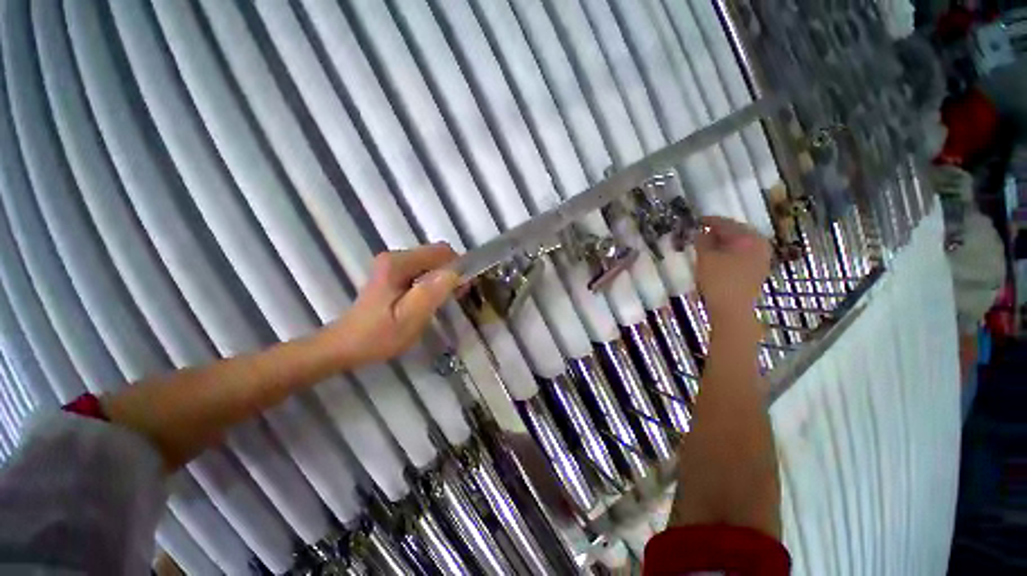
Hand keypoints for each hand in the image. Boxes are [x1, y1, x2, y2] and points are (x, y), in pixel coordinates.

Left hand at [325, 243, 459, 369]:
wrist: (347, 346)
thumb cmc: (378, 336)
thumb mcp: (409, 318)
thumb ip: (432, 293)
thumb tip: (456, 272)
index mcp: (398, 263)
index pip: (441, 252)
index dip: (458, 267)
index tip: (463, 289)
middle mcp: (396, 257)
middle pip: (437, 255)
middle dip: (452, 273)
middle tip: (455, 298)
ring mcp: (393, 264)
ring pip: (432, 263)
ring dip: (444, 279)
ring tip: (446, 301)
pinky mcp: (393, 273)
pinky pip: (424, 271)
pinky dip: (434, 282)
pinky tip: (432, 300)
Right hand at [694, 217, 771, 321]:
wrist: (732, 310)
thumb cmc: (718, 280)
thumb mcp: (705, 257)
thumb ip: (702, 240)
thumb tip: (700, 231)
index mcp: (749, 237)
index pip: (726, 223)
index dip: (708, 221)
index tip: (695, 221)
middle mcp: (760, 244)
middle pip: (735, 232)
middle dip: (717, 232)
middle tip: (699, 233)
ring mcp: (762, 258)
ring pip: (739, 243)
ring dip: (723, 243)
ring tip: (706, 245)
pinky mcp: (758, 269)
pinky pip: (742, 253)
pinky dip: (729, 252)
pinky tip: (717, 257)